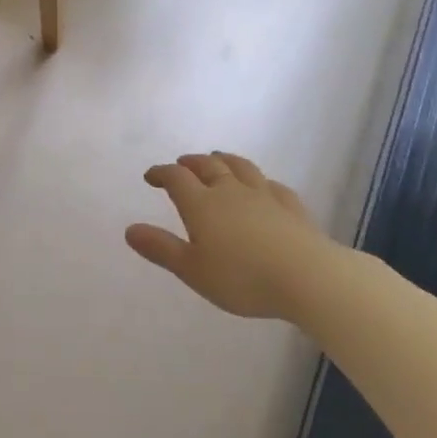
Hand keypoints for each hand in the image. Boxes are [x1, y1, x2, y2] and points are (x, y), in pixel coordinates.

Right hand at [126, 152, 333, 320]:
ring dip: (224, 161)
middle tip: (182, 164)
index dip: (161, 173)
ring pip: (241, 168)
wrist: (307, 277)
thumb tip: (129, 229)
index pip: (176, 178)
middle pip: (208, 167)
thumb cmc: (242, 278)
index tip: (151, 176)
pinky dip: (261, 182)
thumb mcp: (192, 270)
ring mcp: (264, 196)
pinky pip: (272, 185)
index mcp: (202, 204)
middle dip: (192, 163)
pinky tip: (263, 187)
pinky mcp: (291, 206)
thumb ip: (161, 249)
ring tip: (217, 159)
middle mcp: (231, 191)